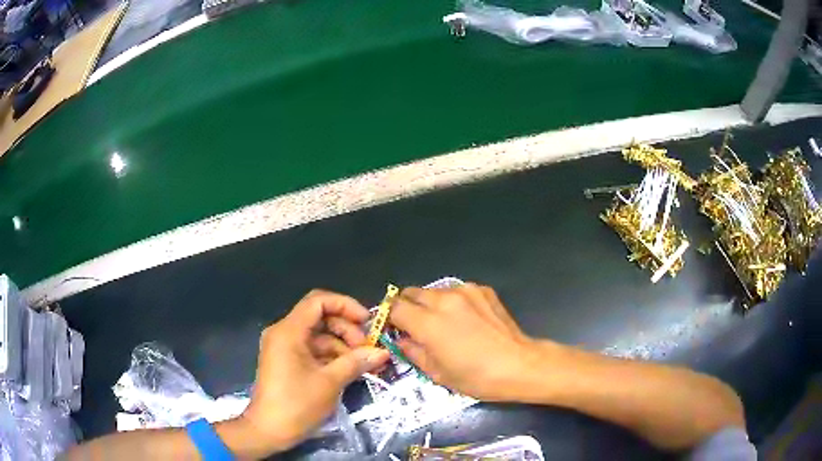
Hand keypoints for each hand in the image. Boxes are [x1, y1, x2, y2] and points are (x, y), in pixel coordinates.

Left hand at [238, 290, 389, 454]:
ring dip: (341, 345)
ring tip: (362, 364)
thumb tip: (382, 352)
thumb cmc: (296, 404)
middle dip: (346, 329)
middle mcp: (284, 333)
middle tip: (367, 349)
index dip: (345, 305)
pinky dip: (330, 356)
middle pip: (320, 317)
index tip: (367, 322)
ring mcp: (284, 348)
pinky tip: (348, 370)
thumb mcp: (330, 382)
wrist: (268, 431)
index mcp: (289, 331)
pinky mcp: (287, 362)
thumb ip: (356, 362)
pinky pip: (312, 350)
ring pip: (318, 335)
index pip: (318, 301)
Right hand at [388, 283, 544, 401]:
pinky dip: (454, 302)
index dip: (390, 318)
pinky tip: (466, 320)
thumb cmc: (476, 377)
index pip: (395, 308)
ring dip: (431, 304)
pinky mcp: (483, 290)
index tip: (394, 328)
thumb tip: (402, 340)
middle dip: (408, 307)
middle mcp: (444, 299)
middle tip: (416, 326)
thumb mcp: (437, 373)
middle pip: (412, 293)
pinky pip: (458, 291)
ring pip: (435, 291)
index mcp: (429, 323)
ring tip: (444, 324)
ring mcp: (466, 291)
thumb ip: (413, 351)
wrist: (519, 365)